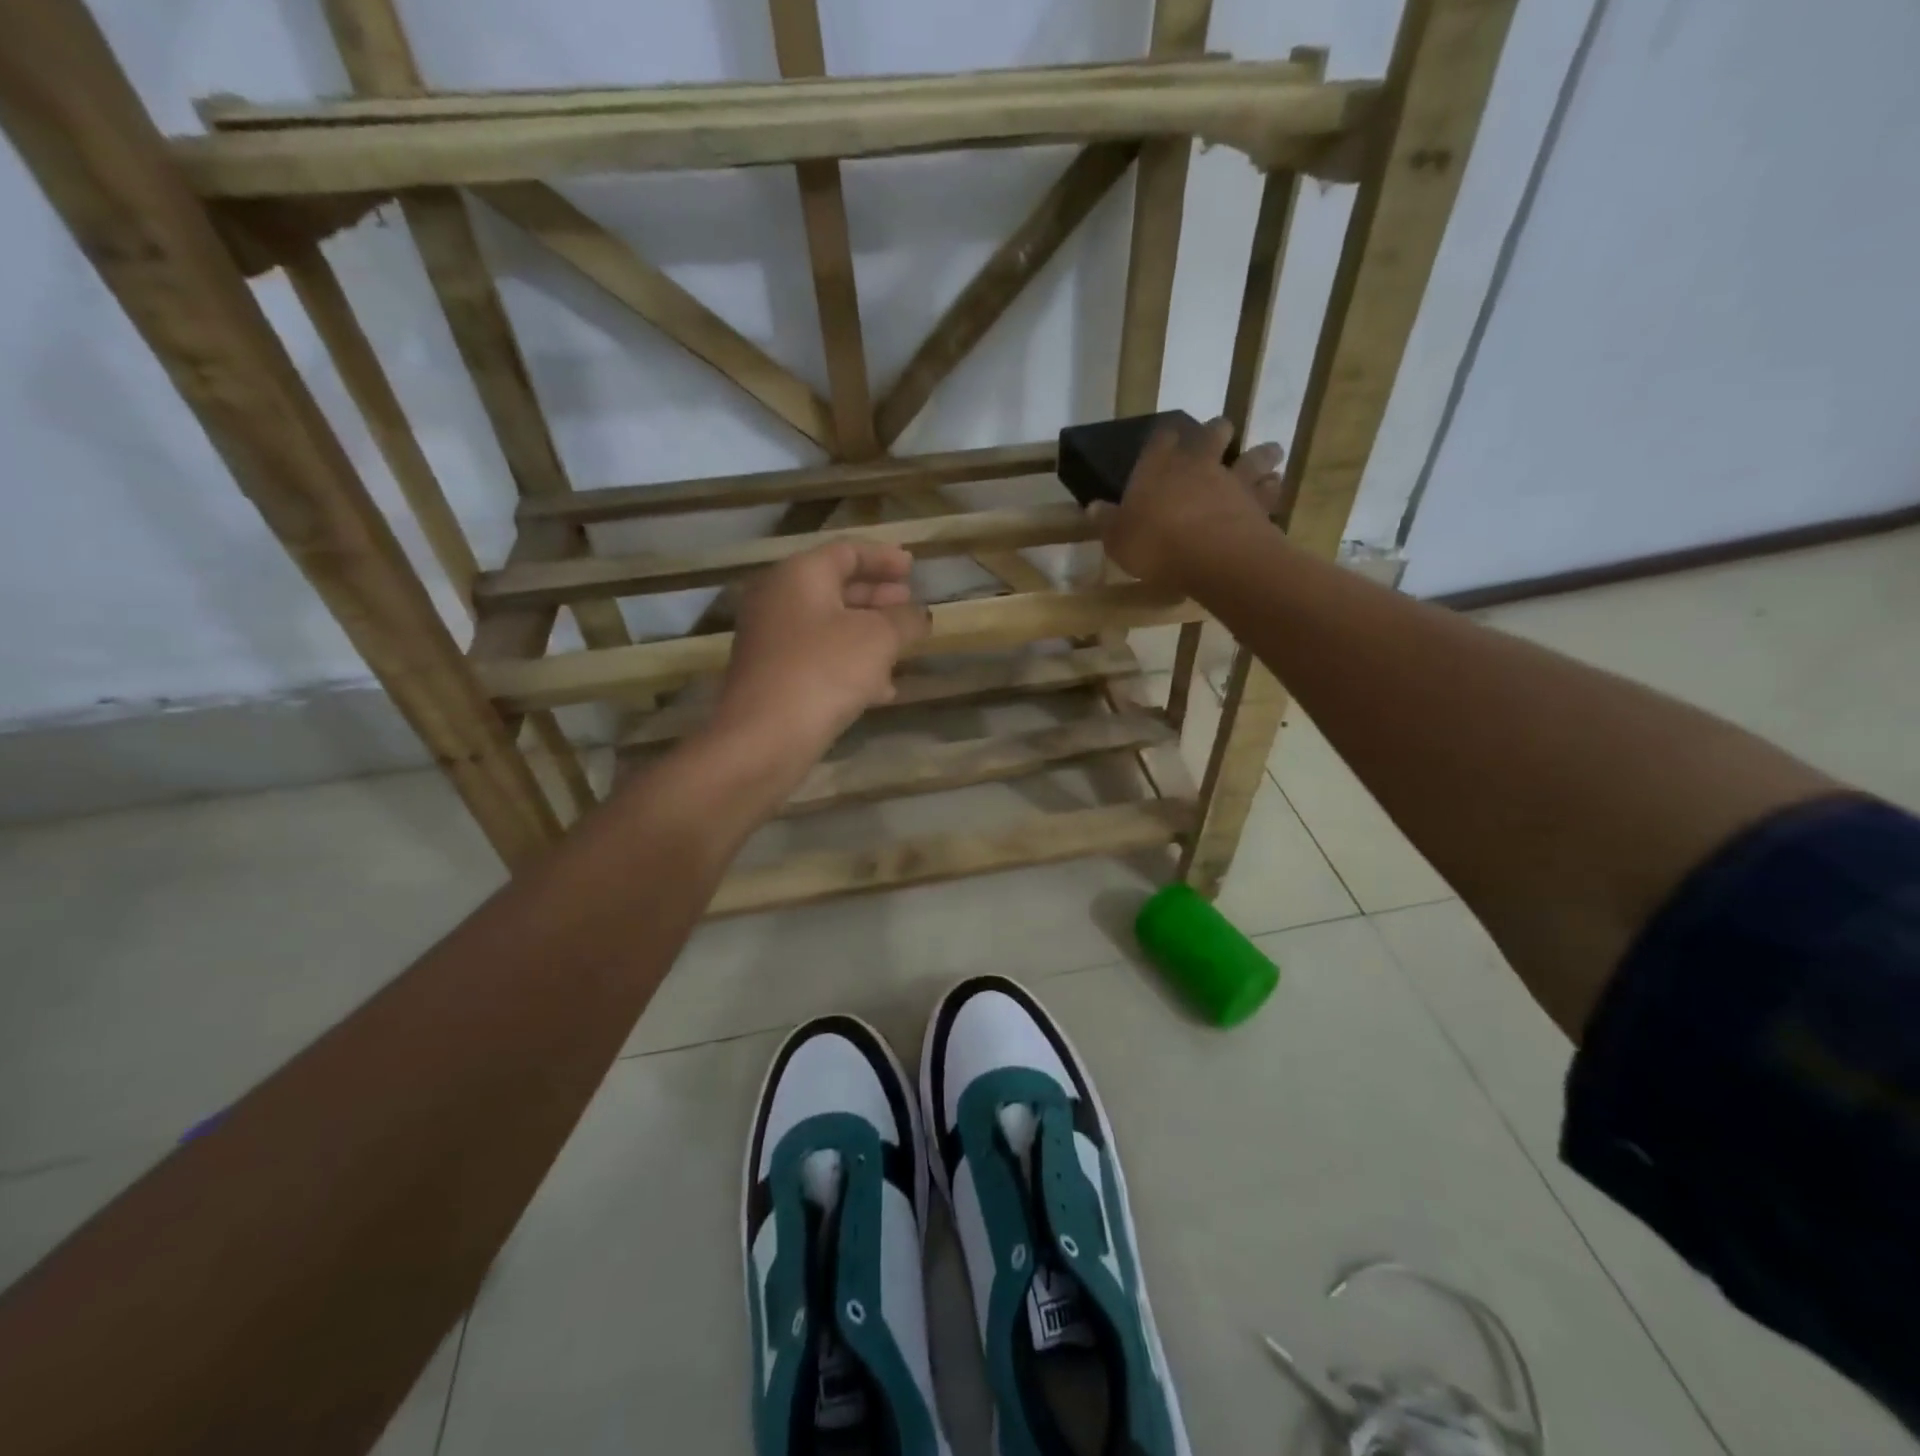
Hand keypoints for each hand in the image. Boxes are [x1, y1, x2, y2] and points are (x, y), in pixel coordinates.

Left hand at [711, 540, 930, 772]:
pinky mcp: (773, 677)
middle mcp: (778, 599)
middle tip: (908, 604)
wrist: (764, 737)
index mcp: (799, 575)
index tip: (913, 568)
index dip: (884, 558)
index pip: (847, 551)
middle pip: (835, 588)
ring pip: (829, 627)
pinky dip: (851, 664)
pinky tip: (882, 689)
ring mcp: (771, 640)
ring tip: (903, 647)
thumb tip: (919, 614)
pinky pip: (819, 658)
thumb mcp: (879, 639)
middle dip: (877, 597)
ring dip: (868, 634)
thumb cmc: (824, 671)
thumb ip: (905, 620)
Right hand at [1092, 416, 1286, 590]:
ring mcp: (1233, 479)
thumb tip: (1092, 507)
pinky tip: (1272, 490)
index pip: (1161, 438)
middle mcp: (1198, 463)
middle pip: (1213, 433)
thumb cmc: (1156, 545)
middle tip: (1217, 436)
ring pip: (1253, 455)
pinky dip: (1272, 487)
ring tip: (1265, 456)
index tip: (1165, 440)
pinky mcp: (1258, 502)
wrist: (1213, 557)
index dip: (1163, 438)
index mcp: (1159, 466)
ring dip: (1259, 453)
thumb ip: (1107, 521)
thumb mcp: (1118, 539)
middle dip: (1215, 432)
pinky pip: (1270, 488)